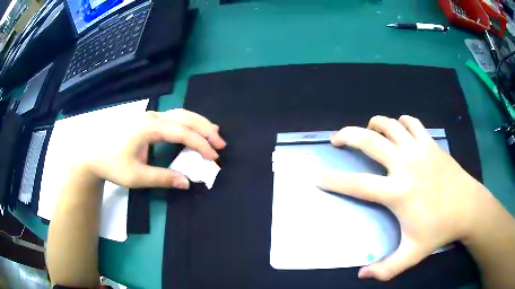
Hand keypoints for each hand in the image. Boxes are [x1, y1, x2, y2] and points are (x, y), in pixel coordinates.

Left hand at [85, 109, 225, 188]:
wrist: (95, 154)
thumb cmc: (113, 165)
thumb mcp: (136, 177)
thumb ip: (162, 178)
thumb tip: (187, 182)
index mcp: (148, 129)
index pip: (181, 133)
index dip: (200, 144)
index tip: (213, 157)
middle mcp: (152, 117)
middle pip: (185, 117)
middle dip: (206, 130)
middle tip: (221, 144)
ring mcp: (150, 116)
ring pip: (181, 113)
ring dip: (200, 123)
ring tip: (215, 134)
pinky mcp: (149, 120)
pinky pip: (175, 116)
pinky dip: (189, 122)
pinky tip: (195, 128)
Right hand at [319, 115, 485, 280]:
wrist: (468, 207)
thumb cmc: (440, 230)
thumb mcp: (412, 254)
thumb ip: (387, 269)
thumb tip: (361, 275)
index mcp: (398, 192)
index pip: (357, 184)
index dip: (333, 180)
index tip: (317, 175)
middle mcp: (404, 164)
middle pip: (369, 140)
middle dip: (347, 135)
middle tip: (336, 138)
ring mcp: (419, 149)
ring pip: (389, 125)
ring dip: (374, 124)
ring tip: (368, 130)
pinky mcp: (430, 142)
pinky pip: (411, 123)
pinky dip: (401, 122)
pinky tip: (398, 129)